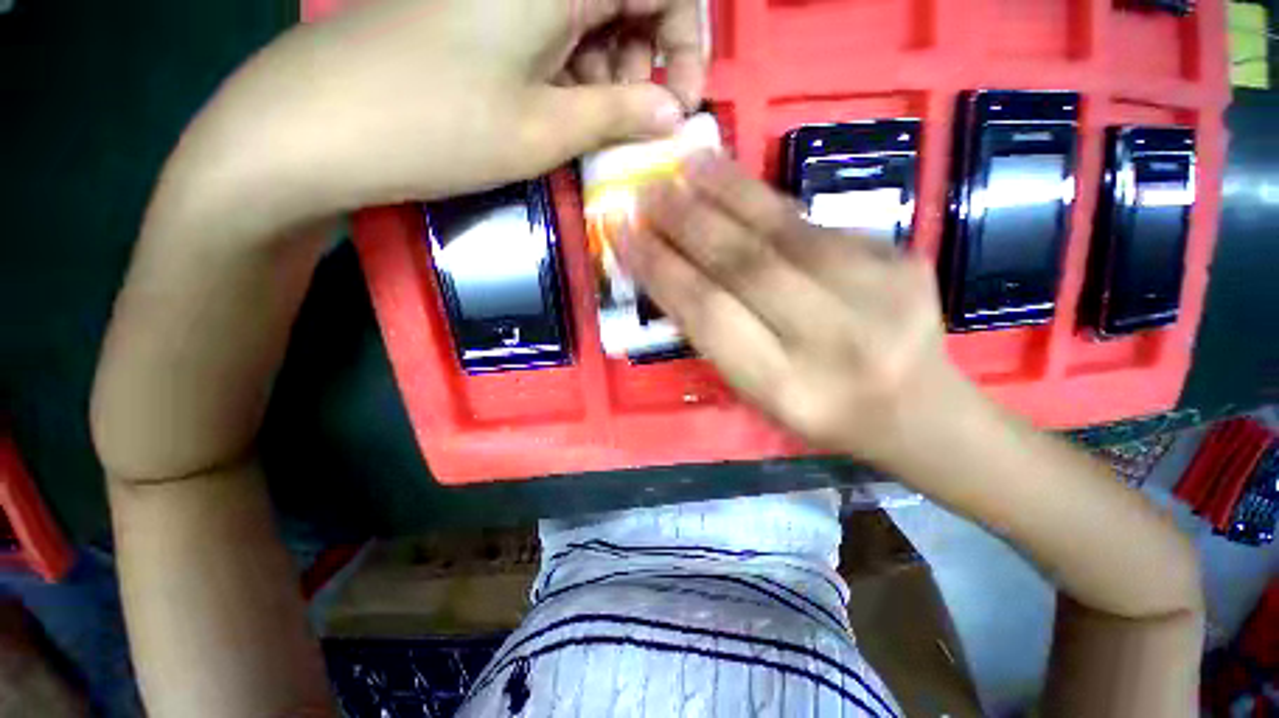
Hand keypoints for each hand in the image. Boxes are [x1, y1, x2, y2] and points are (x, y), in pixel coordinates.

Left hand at [183, 0, 704, 225]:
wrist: (318, 127)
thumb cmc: (438, 128)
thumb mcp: (544, 130)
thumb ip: (620, 113)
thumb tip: (675, 115)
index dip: (688, 42)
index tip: (681, 106)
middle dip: (649, 62)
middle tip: (631, 122)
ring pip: (595, 16)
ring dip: (611, 72)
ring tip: (589, 124)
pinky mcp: (481, 9)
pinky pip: (554, 29)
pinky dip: (574, 71)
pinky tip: (555, 109)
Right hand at [626, 153, 970, 464]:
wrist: (915, 408)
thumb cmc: (820, 411)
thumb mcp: (756, 391)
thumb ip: (715, 334)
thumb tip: (672, 270)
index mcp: (786, 387)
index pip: (709, 315)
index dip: (662, 272)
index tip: (625, 236)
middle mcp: (832, 341)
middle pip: (745, 267)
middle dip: (688, 224)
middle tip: (650, 191)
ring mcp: (877, 293)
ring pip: (785, 231)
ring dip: (727, 193)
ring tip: (689, 164)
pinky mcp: (900, 259)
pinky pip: (814, 224)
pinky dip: (766, 203)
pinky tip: (736, 186)